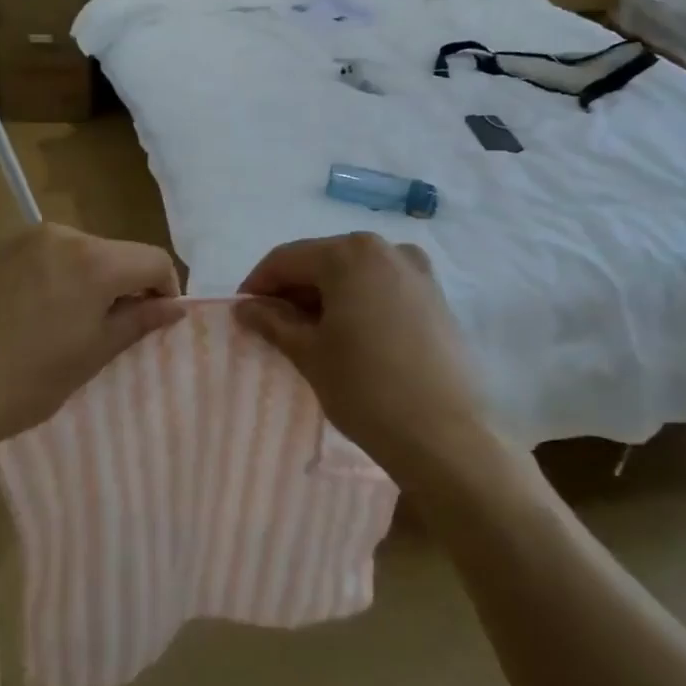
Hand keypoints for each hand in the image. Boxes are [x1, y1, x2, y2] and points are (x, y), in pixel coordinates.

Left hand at [0, 223, 183, 453]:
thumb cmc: (29, 381)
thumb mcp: (94, 354)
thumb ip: (140, 321)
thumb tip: (176, 306)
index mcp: (93, 259)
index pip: (152, 259)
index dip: (164, 289)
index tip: (152, 320)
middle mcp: (59, 234)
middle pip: (112, 252)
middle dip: (120, 284)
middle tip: (104, 328)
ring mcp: (18, 238)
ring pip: (73, 251)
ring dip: (82, 278)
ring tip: (60, 321)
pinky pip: (35, 255)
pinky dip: (46, 276)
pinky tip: (26, 312)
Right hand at [234, 233, 496, 489]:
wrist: (443, 436)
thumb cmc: (365, 388)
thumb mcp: (308, 353)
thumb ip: (272, 321)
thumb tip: (245, 307)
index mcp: (350, 254)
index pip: (287, 259)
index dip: (258, 283)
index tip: (242, 312)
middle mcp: (386, 249)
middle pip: (322, 260)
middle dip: (292, 289)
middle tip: (272, 325)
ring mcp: (417, 271)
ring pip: (354, 273)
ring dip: (325, 296)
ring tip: (309, 333)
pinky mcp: (435, 296)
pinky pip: (382, 287)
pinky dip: (357, 301)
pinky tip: (348, 334)